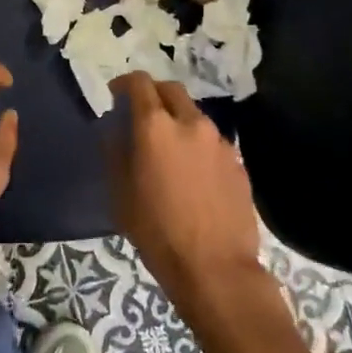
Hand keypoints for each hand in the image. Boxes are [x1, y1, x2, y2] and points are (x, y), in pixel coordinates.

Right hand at [110, 73, 264, 305]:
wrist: (216, 269)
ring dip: (178, 120)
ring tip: (168, 148)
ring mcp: (219, 141)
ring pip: (194, 115)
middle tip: (142, 114)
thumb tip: (114, 127)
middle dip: (154, 94)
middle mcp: (191, 123)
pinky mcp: (238, 162)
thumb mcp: (121, 194)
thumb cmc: (158, 232)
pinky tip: (193, 173)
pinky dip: (197, 144)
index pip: (139, 83)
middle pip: (171, 90)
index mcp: (156, 127)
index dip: (124, 83)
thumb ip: (115, 151)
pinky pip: (212, 141)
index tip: (116, 95)